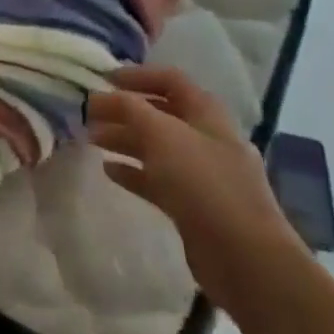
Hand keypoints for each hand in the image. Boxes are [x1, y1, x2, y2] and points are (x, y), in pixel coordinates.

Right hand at [87, 66, 306, 315]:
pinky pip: (158, 180)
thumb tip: (99, 96)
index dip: (137, 75)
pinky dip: (134, 172)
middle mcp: (206, 139)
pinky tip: (109, 171)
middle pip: (160, 114)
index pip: (170, 80)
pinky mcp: (194, 206)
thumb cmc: (204, 183)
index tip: (103, 79)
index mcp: (207, 114)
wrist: (245, 258)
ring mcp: (202, 175)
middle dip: (124, 111)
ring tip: (91, 139)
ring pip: (156, 148)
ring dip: (124, 139)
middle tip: (88, 114)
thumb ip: (128, 109)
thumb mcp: (162, 134)